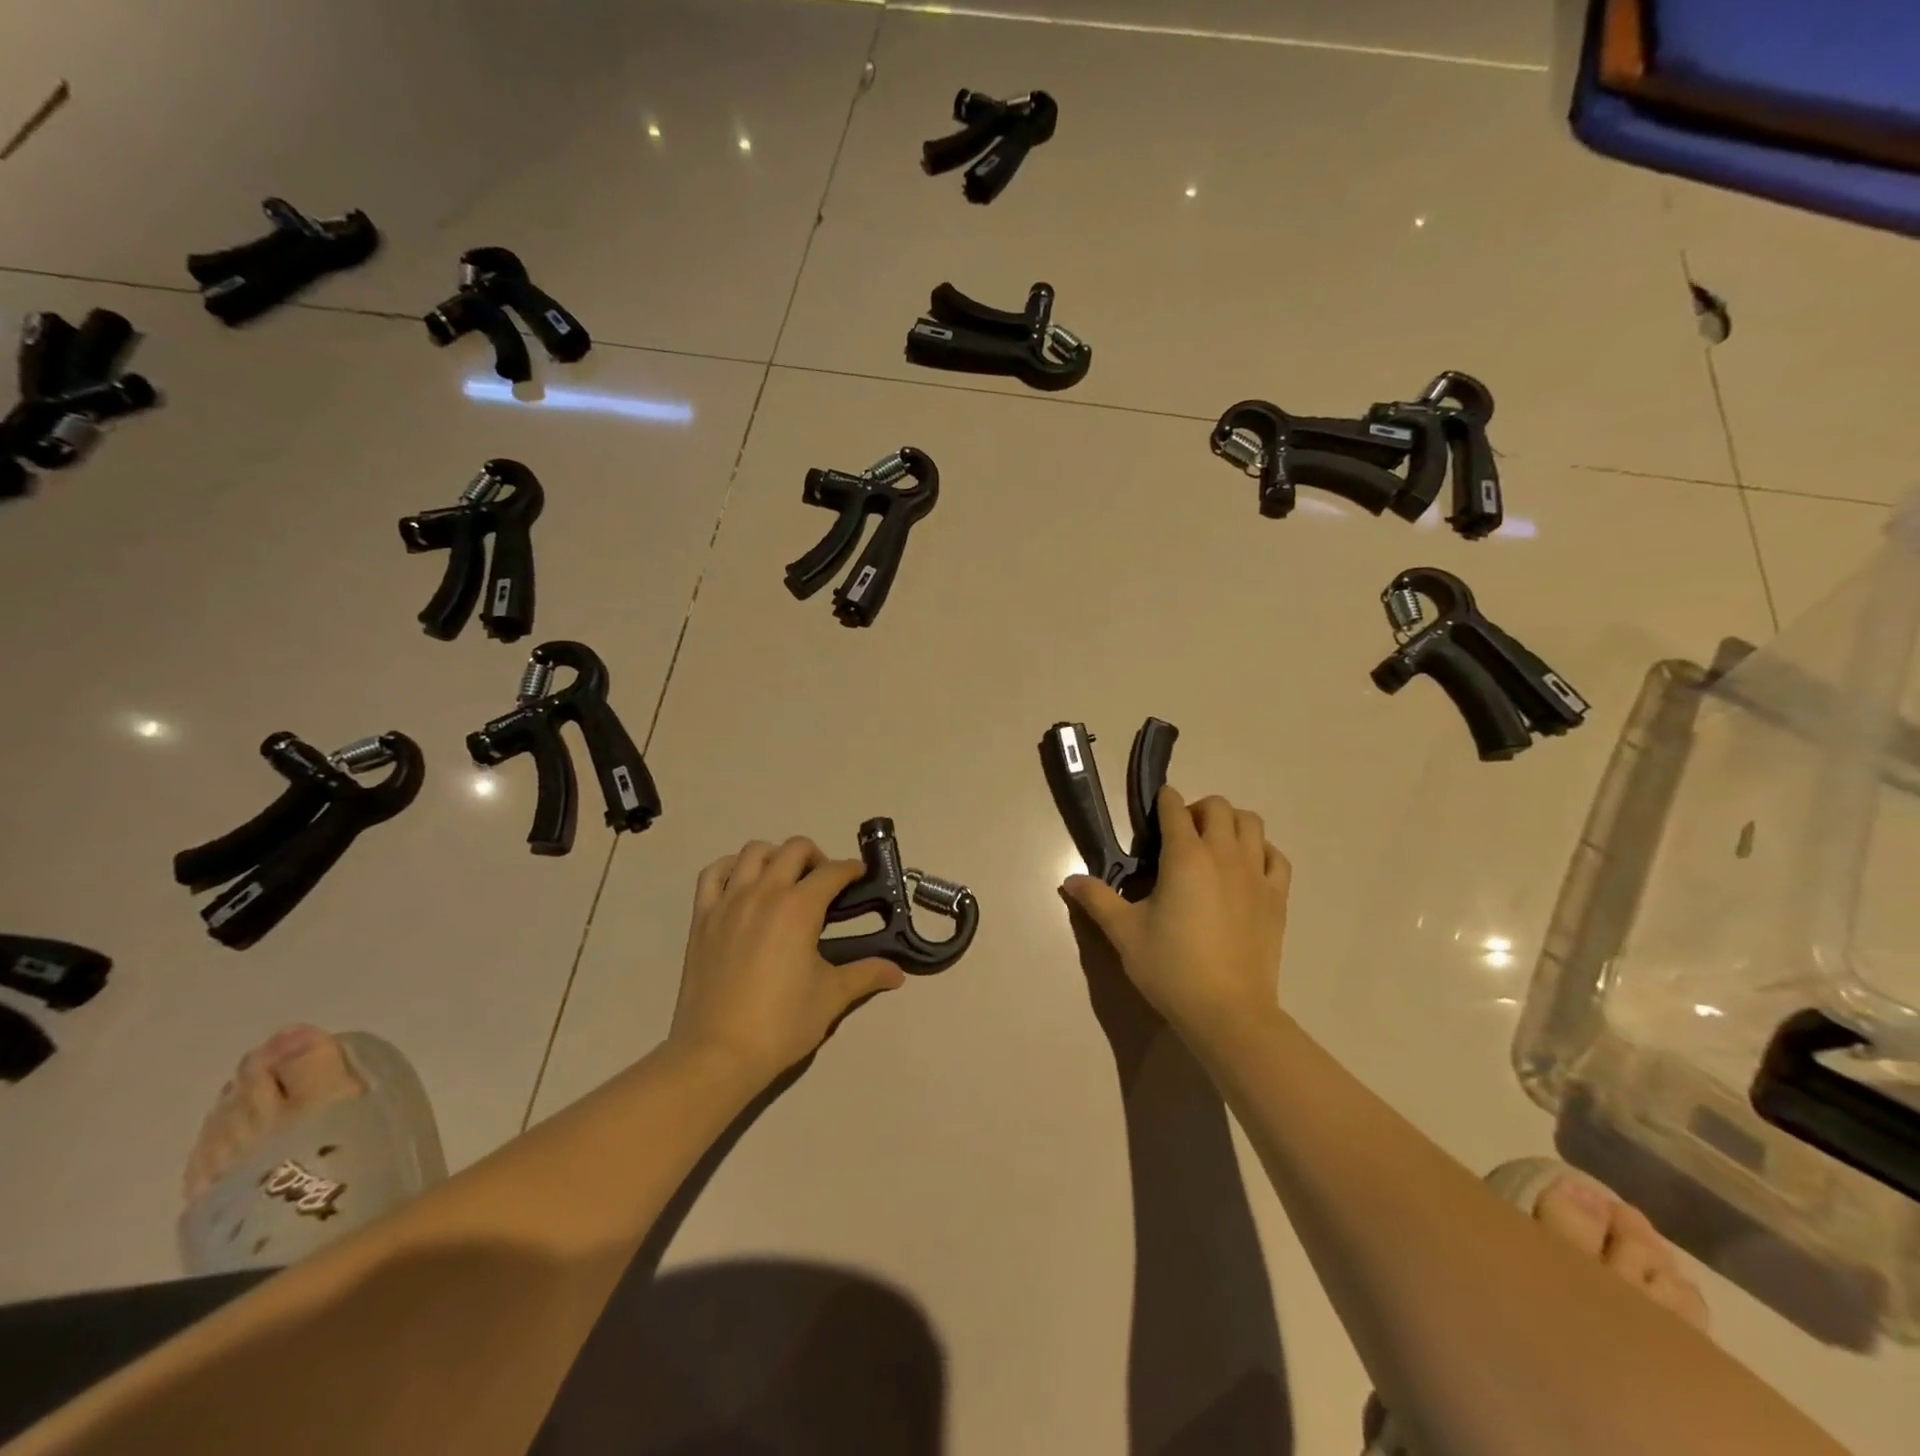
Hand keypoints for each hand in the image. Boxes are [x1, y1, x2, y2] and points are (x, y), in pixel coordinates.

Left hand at [670, 837, 903, 1082]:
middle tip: (824, 884)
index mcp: (799, 907)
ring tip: (784, 881)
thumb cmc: (781, 1023)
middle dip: (817, 857)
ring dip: (776, 856)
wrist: (717, 1053)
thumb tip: (897, 973)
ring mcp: (728, 901)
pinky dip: (731, 868)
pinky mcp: (702, 916)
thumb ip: (866, 975)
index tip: (859, 877)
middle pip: (795, 849)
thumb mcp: (832, 997)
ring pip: (753, 852)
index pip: (833, 871)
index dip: (852, 870)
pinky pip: (713, 873)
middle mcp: (764, 892)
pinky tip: (743, 885)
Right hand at [1060, 787, 1290, 1051]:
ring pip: (1252, 824)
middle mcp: (1223, 855)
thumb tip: (1069, 880)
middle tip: (1180, 834)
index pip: (1174, 809)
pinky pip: (1276, 857)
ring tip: (1213, 845)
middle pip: (1218, 807)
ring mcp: (1256, 875)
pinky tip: (1246, 868)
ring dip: (1230, 823)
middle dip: (1197, 809)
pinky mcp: (1277, 898)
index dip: (1162, 802)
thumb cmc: (1171, 968)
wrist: (1227, 1012)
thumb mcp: (1124, 933)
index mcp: (1184, 857)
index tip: (1153, 811)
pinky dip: (1261, 851)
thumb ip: (1098, 899)